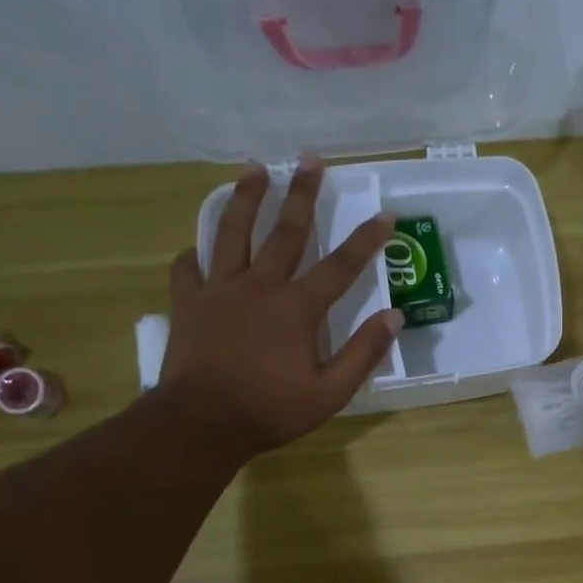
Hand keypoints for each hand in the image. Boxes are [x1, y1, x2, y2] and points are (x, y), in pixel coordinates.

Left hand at [160, 159, 401, 460]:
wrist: (202, 423)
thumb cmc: (271, 410)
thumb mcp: (330, 393)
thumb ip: (363, 353)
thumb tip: (394, 318)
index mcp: (297, 308)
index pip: (341, 266)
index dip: (367, 240)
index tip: (385, 215)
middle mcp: (259, 286)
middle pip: (285, 231)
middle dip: (302, 194)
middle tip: (309, 159)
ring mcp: (219, 289)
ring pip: (232, 232)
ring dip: (245, 198)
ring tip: (253, 169)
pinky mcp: (188, 302)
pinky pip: (189, 267)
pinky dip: (195, 254)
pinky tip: (199, 248)